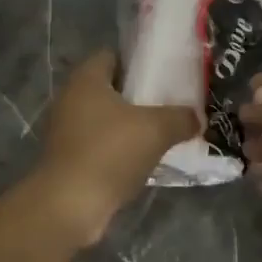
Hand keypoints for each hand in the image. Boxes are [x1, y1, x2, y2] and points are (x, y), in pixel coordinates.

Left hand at [34, 51, 198, 243]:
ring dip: (129, 125)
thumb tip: (196, 118)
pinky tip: (142, 161)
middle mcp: (70, 99)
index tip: (164, 73)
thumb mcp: (157, 130)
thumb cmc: (110, 153)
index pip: (112, 55)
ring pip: (105, 119)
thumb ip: (181, 118)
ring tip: (161, 133)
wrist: (69, 206)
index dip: (138, 61)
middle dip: (138, 96)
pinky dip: (118, 150)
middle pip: (110, 88)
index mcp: (86, 79)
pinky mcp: (67, 159)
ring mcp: (65, 131)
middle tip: (169, 104)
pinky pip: (99, 145)